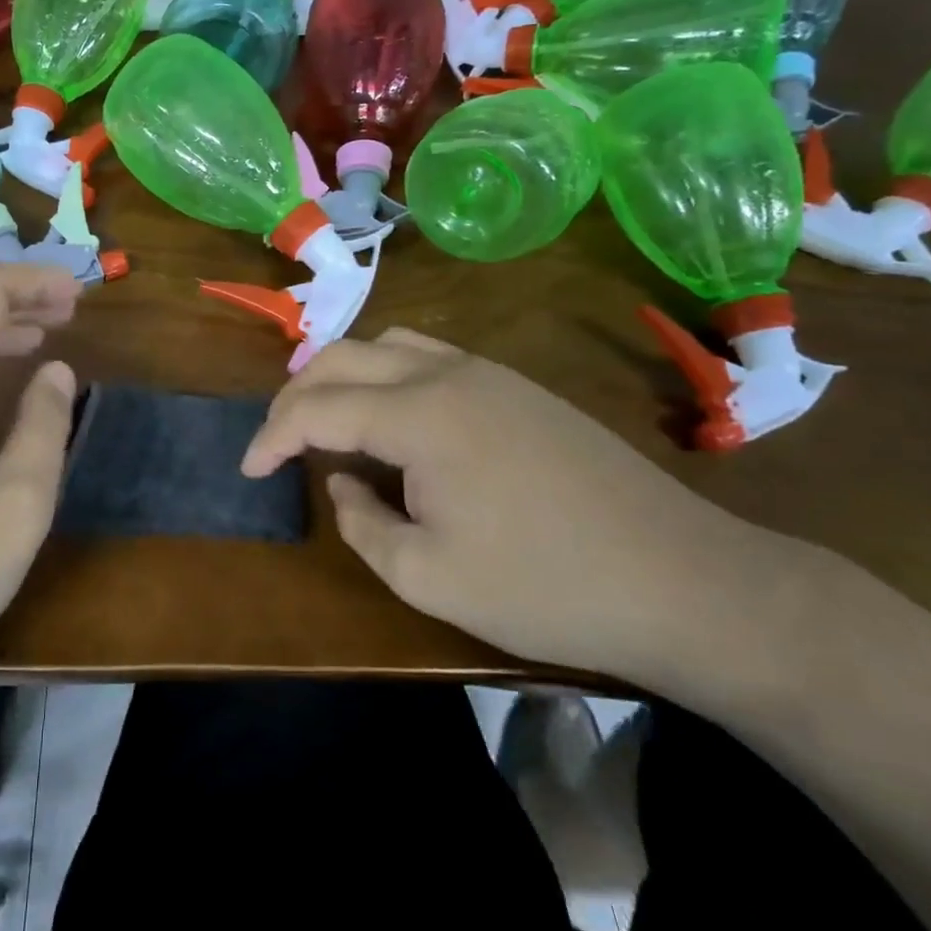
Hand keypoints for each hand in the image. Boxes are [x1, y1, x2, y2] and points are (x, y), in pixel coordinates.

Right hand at [240, 328, 756, 678]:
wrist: (682, 581)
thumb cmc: (544, 587)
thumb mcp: (426, 576)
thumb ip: (362, 522)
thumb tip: (343, 481)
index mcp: (418, 414)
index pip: (316, 407)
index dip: (271, 436)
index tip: (248, 469)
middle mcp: (445, 373)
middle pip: (343, 356)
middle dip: (295, 393)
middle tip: (277, 440)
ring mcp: (487, 372)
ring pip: (386, 344)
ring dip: (341, 373)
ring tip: (324, 418)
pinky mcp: (517, 386)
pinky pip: (427, 356)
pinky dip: (385, 374)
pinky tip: (391, 417)